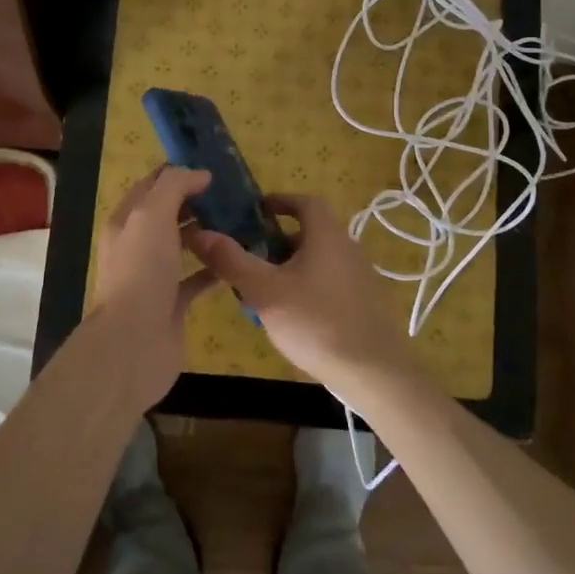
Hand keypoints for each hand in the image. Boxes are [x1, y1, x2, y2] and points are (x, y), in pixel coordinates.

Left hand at [87, 166, 217, 409]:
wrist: (133, 343)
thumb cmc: (141, 272)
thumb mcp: (152, 215)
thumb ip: (174, 187)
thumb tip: (200, 174)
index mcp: (127, 221)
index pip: (152, 185)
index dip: (179, 173)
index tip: (214, 168)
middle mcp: (138, 245)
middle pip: (169, 214)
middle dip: (198, 202)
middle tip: (235, 195)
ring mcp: (155, 276)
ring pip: (183, 245)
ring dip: (208, 233)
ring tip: (242, 222)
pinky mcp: (173, 303)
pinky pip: (196, 277)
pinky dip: (215, 267)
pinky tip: (238, 259)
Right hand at [186, 195, 420, 402]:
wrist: (374, 372)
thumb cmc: (316, 323)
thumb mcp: (264, 291)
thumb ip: (231, 261)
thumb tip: (200, 233)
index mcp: (327, 235)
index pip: (305, 202)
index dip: (280, 201)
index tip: (255, 211)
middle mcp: (348, 248)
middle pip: (310, 232)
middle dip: (278, 240)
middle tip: (250, 257)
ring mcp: (361, 277)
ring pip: (319, 260)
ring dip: (291, 267)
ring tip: (264, 291)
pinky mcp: (366, 304)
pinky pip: (330, 284)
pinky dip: (308, 288)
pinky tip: (293, 317)